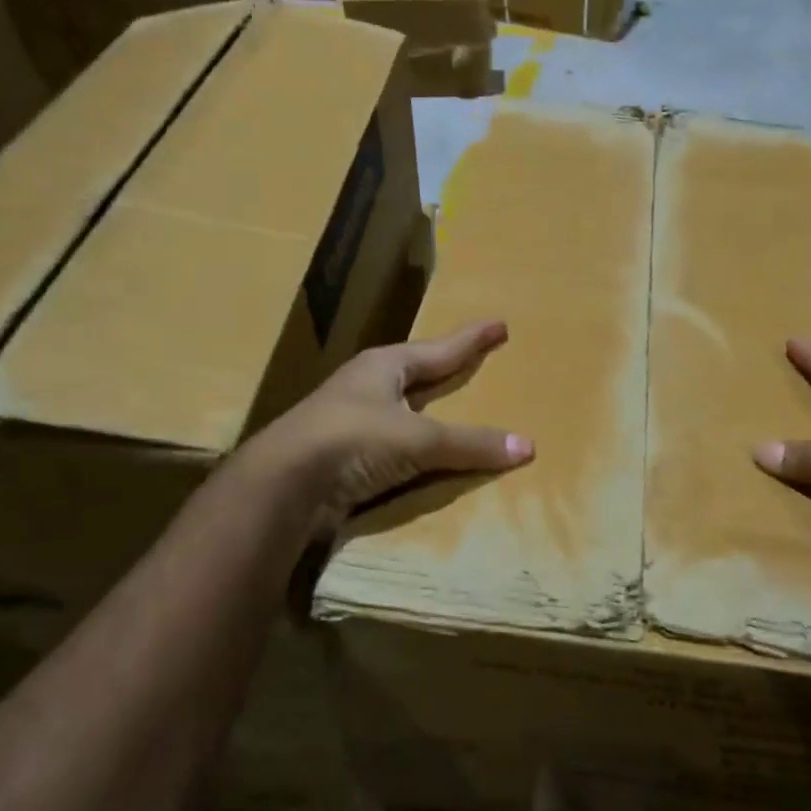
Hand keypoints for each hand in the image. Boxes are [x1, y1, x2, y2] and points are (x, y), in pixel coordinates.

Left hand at [256, 320, 532, 530]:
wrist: (282, 485)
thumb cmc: (352, 440)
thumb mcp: (419, 440)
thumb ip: (471, 444)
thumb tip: (528, 447)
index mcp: (383, 367)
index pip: (439, 350)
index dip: (471, 340)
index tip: (499, 325)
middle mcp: (365, 387)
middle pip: (416, 373)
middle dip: (443, 368)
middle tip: (472, 360)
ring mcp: (349, 422)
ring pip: (400, 410)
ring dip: (426, 411)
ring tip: (450, 408)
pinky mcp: (340, 457)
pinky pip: (391, 447)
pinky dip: (413, 449)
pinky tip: (423, 457)